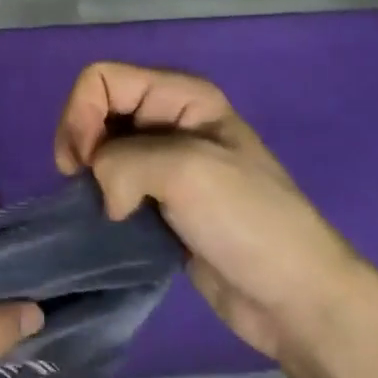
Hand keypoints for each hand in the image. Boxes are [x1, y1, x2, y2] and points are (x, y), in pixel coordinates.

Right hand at [55, 62, 358, 359]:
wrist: (295, 298)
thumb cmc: (247, 220)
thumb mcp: (185, 170)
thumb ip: (122, 162)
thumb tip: (102, 196)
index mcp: (182, 96)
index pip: (102, 78)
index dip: (81, 114)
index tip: (86, 164)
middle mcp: (170, 121)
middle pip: (96, 111)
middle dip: (82, 145)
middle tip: (88, 187)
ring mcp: (166, 164)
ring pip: (101, 151)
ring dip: (91, 178)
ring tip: (103, 210)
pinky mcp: (160, 204)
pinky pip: (113, 187)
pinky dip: (102, 201)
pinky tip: (111, 224)